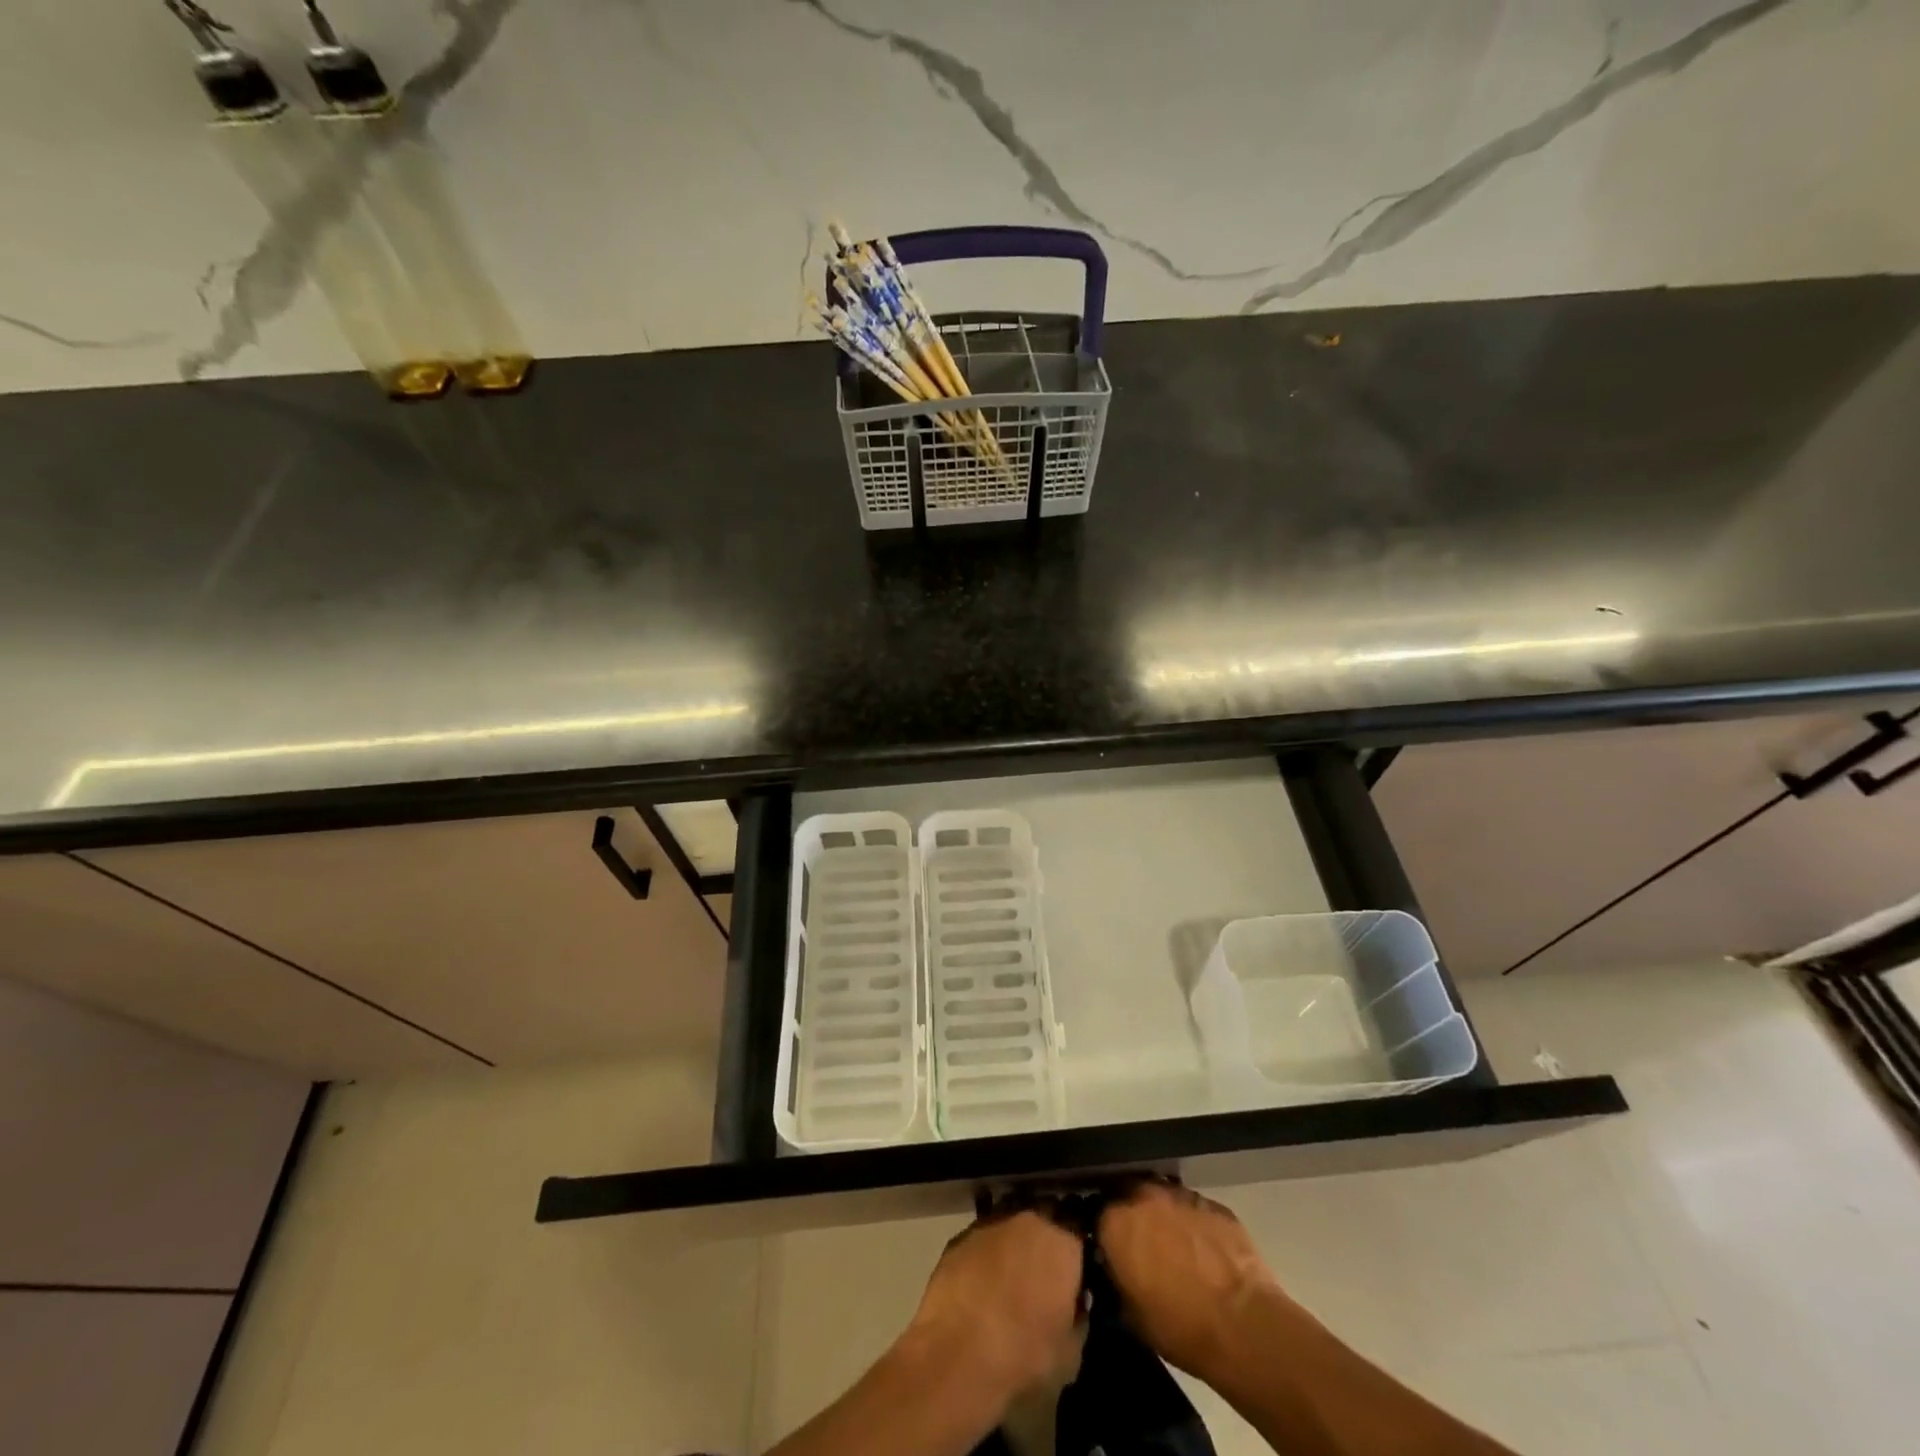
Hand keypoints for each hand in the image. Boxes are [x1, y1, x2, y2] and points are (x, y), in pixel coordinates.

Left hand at [902, 1209, 1084, 1401]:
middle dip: (1044, 1246)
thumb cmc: (1023, 1356)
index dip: (1076, 1260)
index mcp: (1062, 1245)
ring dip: (1013, 1247)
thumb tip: (1074, 1305)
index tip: (1072, 1282)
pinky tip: (979, 1286)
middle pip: (1044, 1224)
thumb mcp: (1069, 1353)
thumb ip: (1078, 1317)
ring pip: (1011, 1228)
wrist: (957, 1356)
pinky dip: (985, 1257)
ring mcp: (991, 1224)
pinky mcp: (960, 1236)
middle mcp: (1029, 1222)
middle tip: (1041, 1279)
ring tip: (1008, 1282)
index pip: (1079, 1238)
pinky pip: (982, 1242)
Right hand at [1097, 1180, 1285, 1380]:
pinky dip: (1191, 1221)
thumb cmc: (1179, 1327)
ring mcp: (1181, 1194)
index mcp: (1116, 1221)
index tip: (1106, 1246)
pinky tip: (1200, 1246)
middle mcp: (1144, 1195)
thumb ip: (1114, 1279)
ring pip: (1161, 1194)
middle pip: (1127, 1192)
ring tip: (1170, 1240)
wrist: (1244, 1326)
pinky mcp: (1214, 1203)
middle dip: (1128, 1211)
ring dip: (1160, 1212)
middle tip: (1137, 1239)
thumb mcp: (1130, 1314)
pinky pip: (1193, 1206)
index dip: (1101, 1229)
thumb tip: (1114, 1270)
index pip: (1095, 1212)